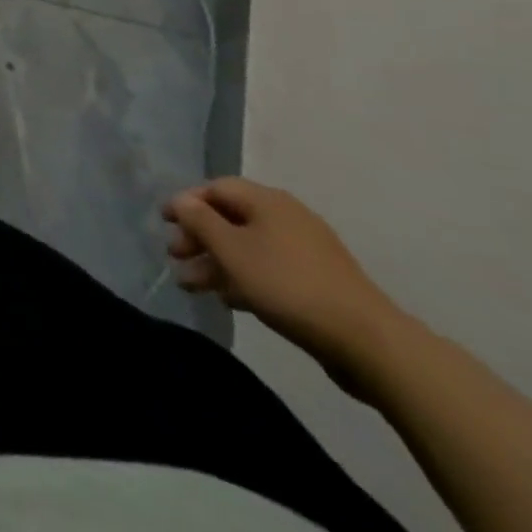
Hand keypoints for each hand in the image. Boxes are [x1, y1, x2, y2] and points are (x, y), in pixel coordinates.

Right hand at [163, 178, 408, 397]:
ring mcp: (305, 250)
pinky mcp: (318, 282)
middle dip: (199, 237)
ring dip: (217, 262)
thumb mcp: (233, 251)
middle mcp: (286, 217)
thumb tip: (181, 200)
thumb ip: (200, 221)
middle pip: (231, 218)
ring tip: (193, 286)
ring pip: (248, 247)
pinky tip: (230, 299)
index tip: (164, 222)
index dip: (186, 202)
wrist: (368, 342)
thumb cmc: (288, 285)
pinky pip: (269, 269)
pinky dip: (244, 278)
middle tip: (175, 258)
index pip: (216, 188)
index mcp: (267, 201)